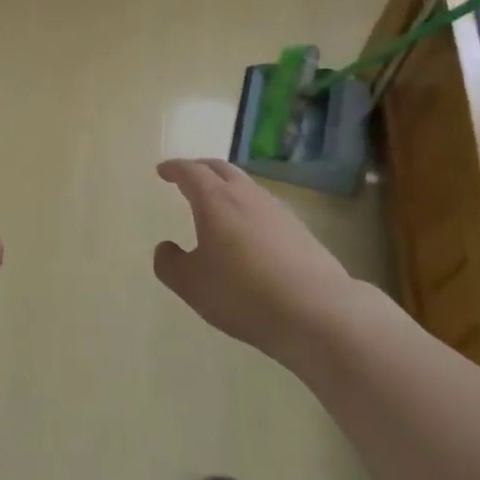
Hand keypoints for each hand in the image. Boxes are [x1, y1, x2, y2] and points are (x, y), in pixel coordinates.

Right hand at [154, 159, 359, 365]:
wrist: (317, 310)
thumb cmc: (243, 293)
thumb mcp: (192, 285)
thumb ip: (170, 264)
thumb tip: (165, 248)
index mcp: (215, 200)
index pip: (190, 171)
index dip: (174, 169)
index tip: (162, 170)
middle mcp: (245, 195)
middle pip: (220, 168)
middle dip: (200, 168)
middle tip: (186, 177)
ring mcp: (276, 209)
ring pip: (245, 185)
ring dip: (226, 186)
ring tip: (216, 203)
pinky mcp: (298, 229)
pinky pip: (263, 206)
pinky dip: (247, 207)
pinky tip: (247, 231)